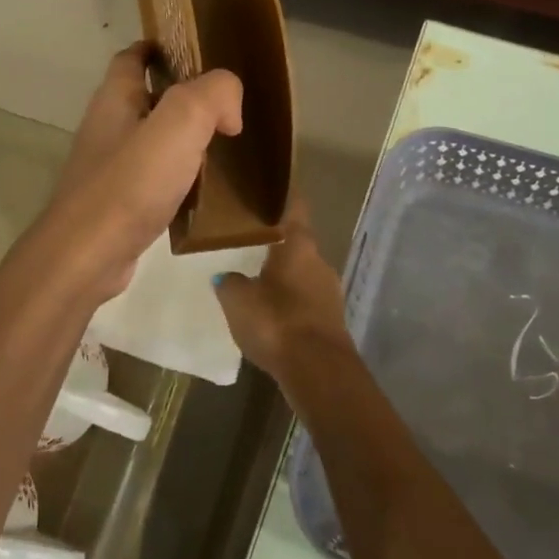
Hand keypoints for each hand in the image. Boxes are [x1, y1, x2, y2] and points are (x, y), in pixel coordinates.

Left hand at [43, 44, 242, 301]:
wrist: (86, 255)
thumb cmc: (130, 183)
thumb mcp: (179, 124)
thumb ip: (212, 96)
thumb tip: (228, 108)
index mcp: (115, 98)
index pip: (133, 57)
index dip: (160, 47)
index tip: (196, 52)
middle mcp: (108, 126)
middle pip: (146, 97)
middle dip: (181, 95)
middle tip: (224, 105)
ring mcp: (108, 166)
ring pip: (151, 138)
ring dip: (182, 138)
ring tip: (221, 145)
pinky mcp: (117, 202)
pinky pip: (152, 176)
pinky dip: (177, 175)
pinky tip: (203, 190)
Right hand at [211, 201, 352, 379]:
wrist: (318, 371)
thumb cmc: (276, 321)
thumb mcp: (238, 299)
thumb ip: (230, 282)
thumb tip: (226, 274)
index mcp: (299, 245)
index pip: (294, 208)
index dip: (284, 196)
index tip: (271, 187)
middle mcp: (319, 261)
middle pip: (298, 243)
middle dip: (278, 242)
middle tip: (251, 240)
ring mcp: (330, 292)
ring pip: (303, 273)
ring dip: (285, 274)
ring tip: (257, 277)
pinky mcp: (332, 320)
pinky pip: (307, 300)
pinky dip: (291, 301)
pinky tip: (273, 311)